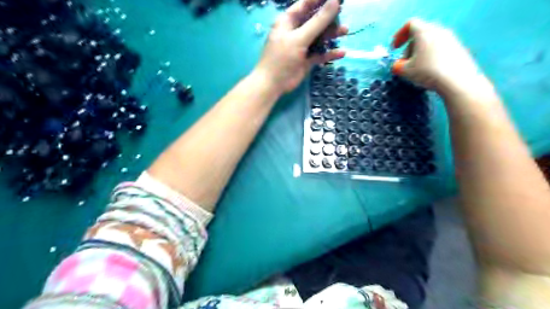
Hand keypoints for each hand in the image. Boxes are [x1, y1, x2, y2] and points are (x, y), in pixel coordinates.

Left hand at [254, 0, 346, 93]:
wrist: (273, 84)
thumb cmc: (282, 57)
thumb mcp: (299, 37)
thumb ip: (318, 21)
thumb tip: (335, 1)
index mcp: (289, 21)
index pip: (307, 4)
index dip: (321, 0)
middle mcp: (296, 31)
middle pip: (316, 20)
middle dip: (329, 17)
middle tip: (343, 14)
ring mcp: (302, 46)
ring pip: (320, 37)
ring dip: (331, 34)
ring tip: (345, 31)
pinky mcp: (307, 60)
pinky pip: (320, 54)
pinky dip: (330, 53)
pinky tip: (341, 53)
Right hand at [391, 19, 489, 98]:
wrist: (456, 80)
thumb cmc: (427, 71)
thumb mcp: (405, 71)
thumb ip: (397, 66)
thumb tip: (398, 65)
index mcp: (424, 32)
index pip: (410, 25)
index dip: (399, 35)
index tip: (394, 48)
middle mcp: (439, 31)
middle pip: (420, 34)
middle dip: (409, 48)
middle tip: (404, 63)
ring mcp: (451, 39)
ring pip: (430, 42)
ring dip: (420, 53)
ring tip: (416, 69)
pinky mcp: (458, 49)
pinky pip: (439, 49)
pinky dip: (431, 57)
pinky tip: (429, 71)